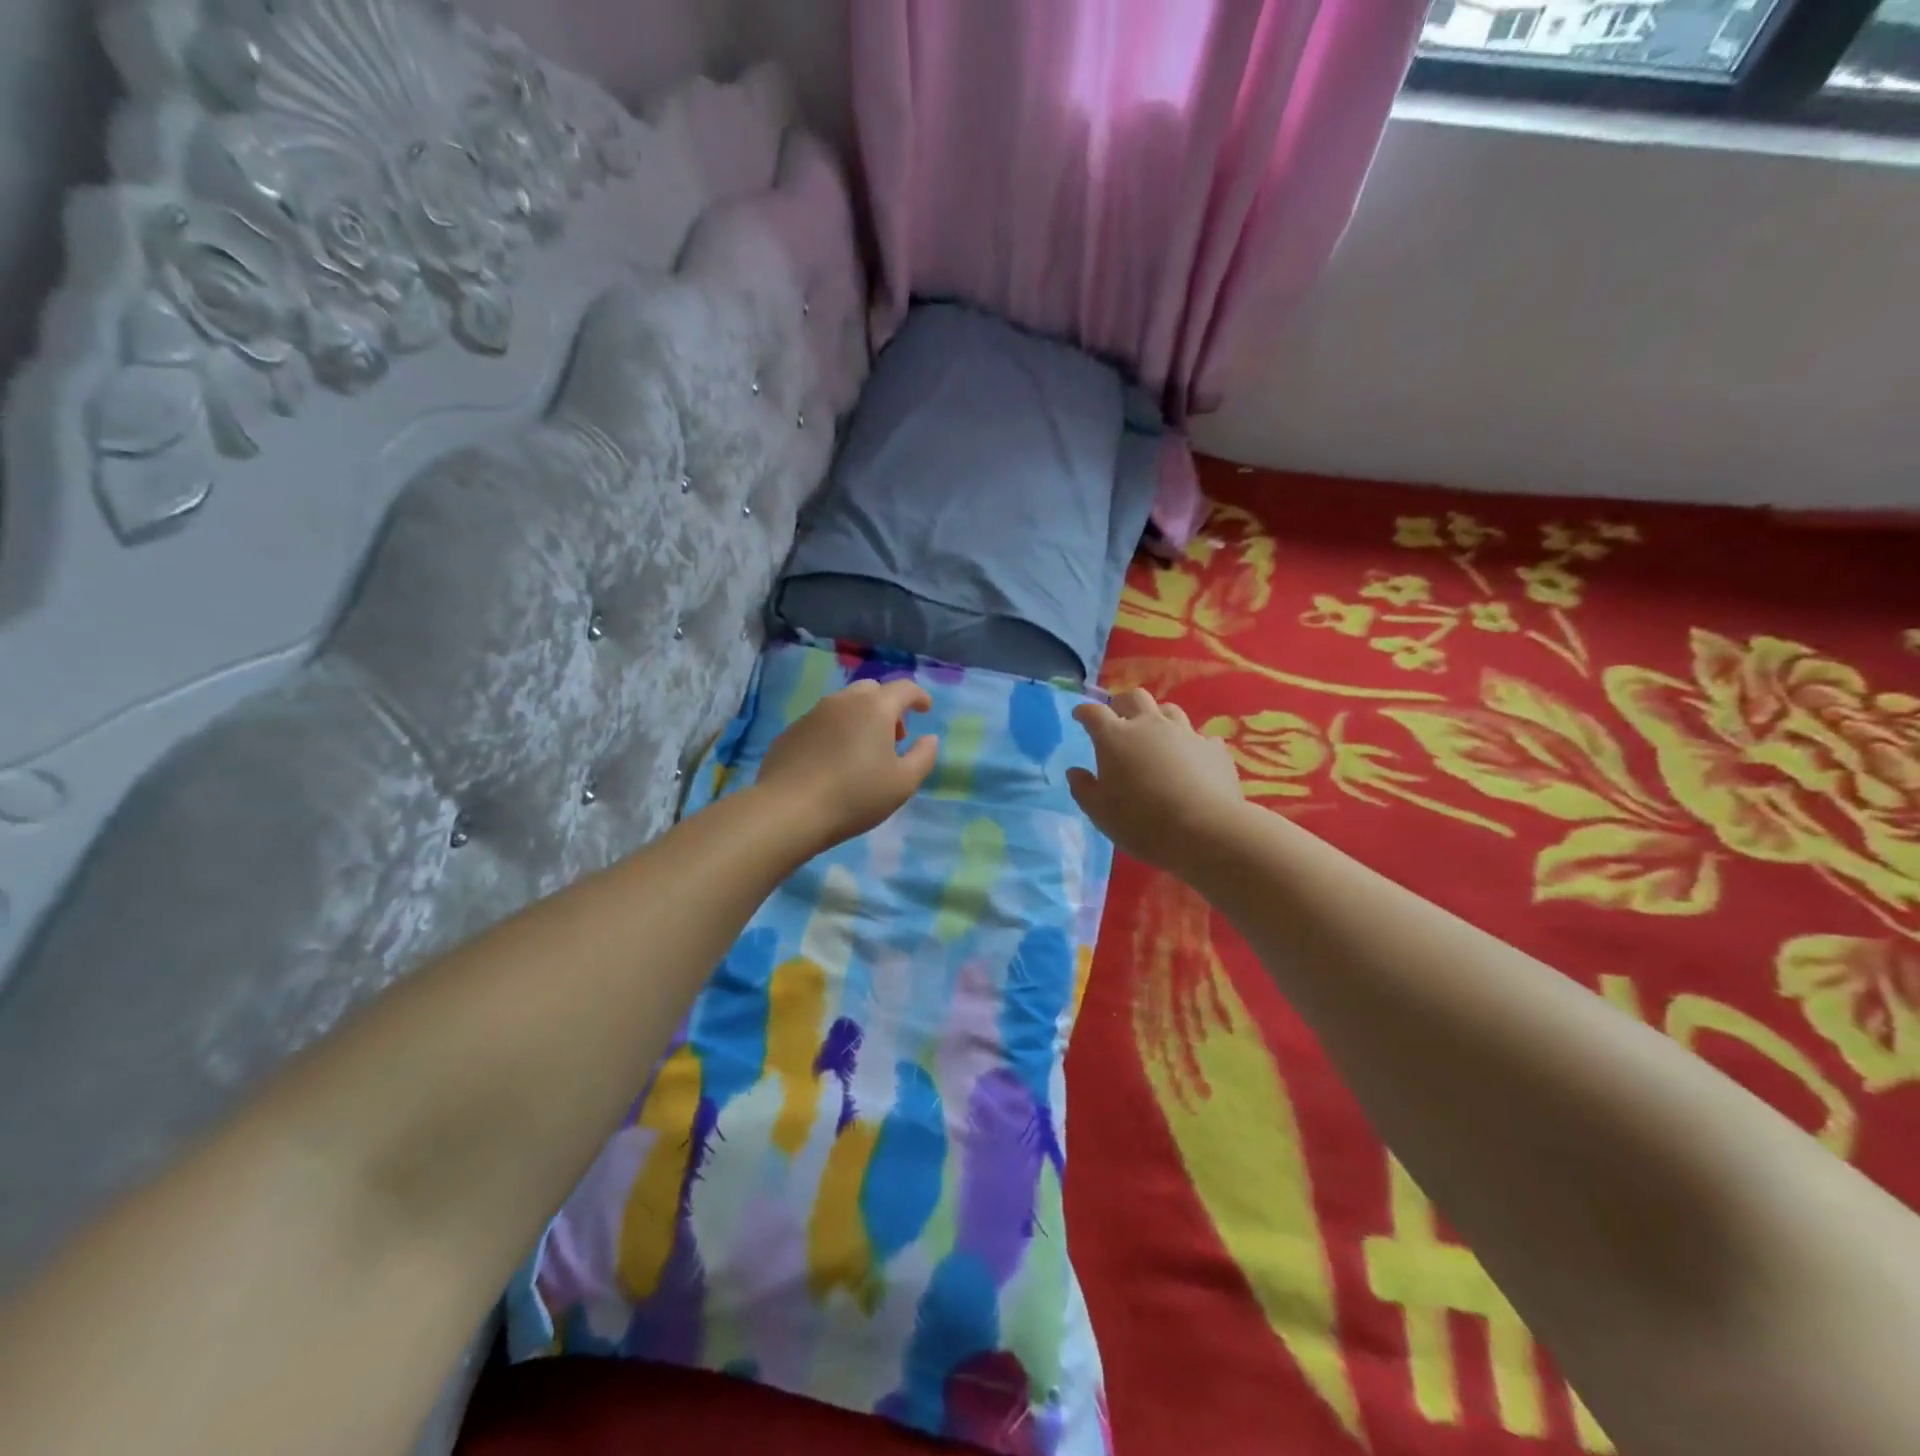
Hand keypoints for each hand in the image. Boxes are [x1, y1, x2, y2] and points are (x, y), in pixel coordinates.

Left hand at [756, 679, 939, 850]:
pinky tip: (832, 762)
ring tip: (863, 752)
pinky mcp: (791, 732)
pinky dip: (835, 732)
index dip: (918, 696)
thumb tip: (929, 738)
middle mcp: (843, 701)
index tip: (924, 709)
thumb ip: (923, 757)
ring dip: (860, 719)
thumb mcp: (903, 783)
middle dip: (888, 707)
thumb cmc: (855, 795)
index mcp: (875, 708)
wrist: (789, 810)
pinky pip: (821, 723)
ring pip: (844, 705)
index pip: (904, 688)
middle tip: (893, 737)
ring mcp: (812, 714)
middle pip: (871, 691)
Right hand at [1068, 688, 1244, 872]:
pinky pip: (1200, 737)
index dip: (1085, 712)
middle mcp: (1150, 725)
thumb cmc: (1141, 822)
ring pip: (1169, 711)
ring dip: (1158, 718)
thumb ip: (1083, 788)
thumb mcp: (1099, 812)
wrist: (1205, 831)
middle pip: (1135, 697)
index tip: (1080, 716)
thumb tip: (1075, 772)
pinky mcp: (1214, 749)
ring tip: (1156, 737)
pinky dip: (1191, 745)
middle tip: (1118, 717)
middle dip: (1123, 703)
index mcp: (1115, 737)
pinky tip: (1192, 760)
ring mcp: (1186, 733)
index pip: (1094, 713)